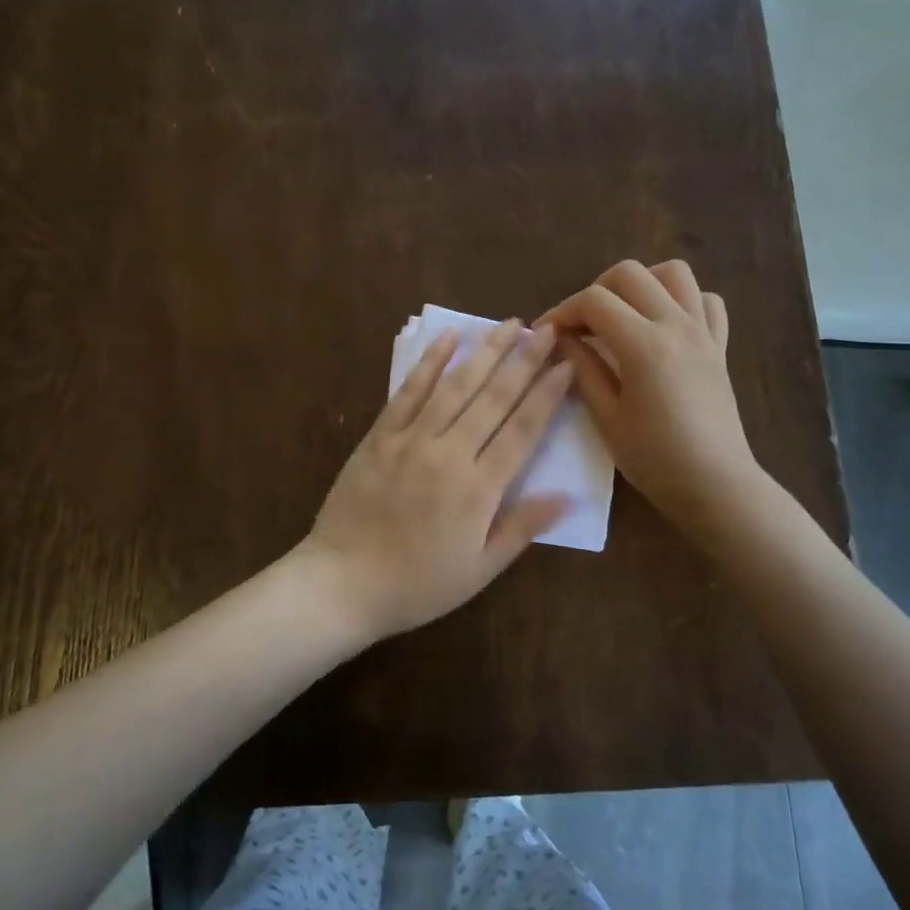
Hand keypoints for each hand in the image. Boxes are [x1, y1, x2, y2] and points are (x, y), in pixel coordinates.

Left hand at [304, 320, 573, 640]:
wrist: (342, 583)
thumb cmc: (417, 585)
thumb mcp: (478, 569)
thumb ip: (521, 528)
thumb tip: (566, 496)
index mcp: (478, 489)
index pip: (522, 430)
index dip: (547, 395)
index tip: (567, 364)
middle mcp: (448, 453)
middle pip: (494, 399)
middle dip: (524, 361)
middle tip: (547, 329)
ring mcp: (410, 440)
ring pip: (455, 387)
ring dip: (485, 352)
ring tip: (509, 325)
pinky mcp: (379, 436)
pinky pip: (408, 392)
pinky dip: (429, 363)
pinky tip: (448, 338)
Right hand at [540, 260, 761, 539]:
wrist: (716, 485)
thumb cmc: (655, 459)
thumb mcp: (606, 418)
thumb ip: (583, 369)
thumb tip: (562, 339)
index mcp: (644, 344)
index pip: (594, 301)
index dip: (562, 311)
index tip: (546, 334)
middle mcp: (676, 324)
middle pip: (630, 273)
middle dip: (596, 291)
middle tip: (581, 326)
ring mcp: (703, 331)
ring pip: (673, 273)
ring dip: (642, 284)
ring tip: (623, 315)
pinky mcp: (719, 345)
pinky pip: (706, 300)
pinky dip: (682, 300)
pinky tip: (664, 326)